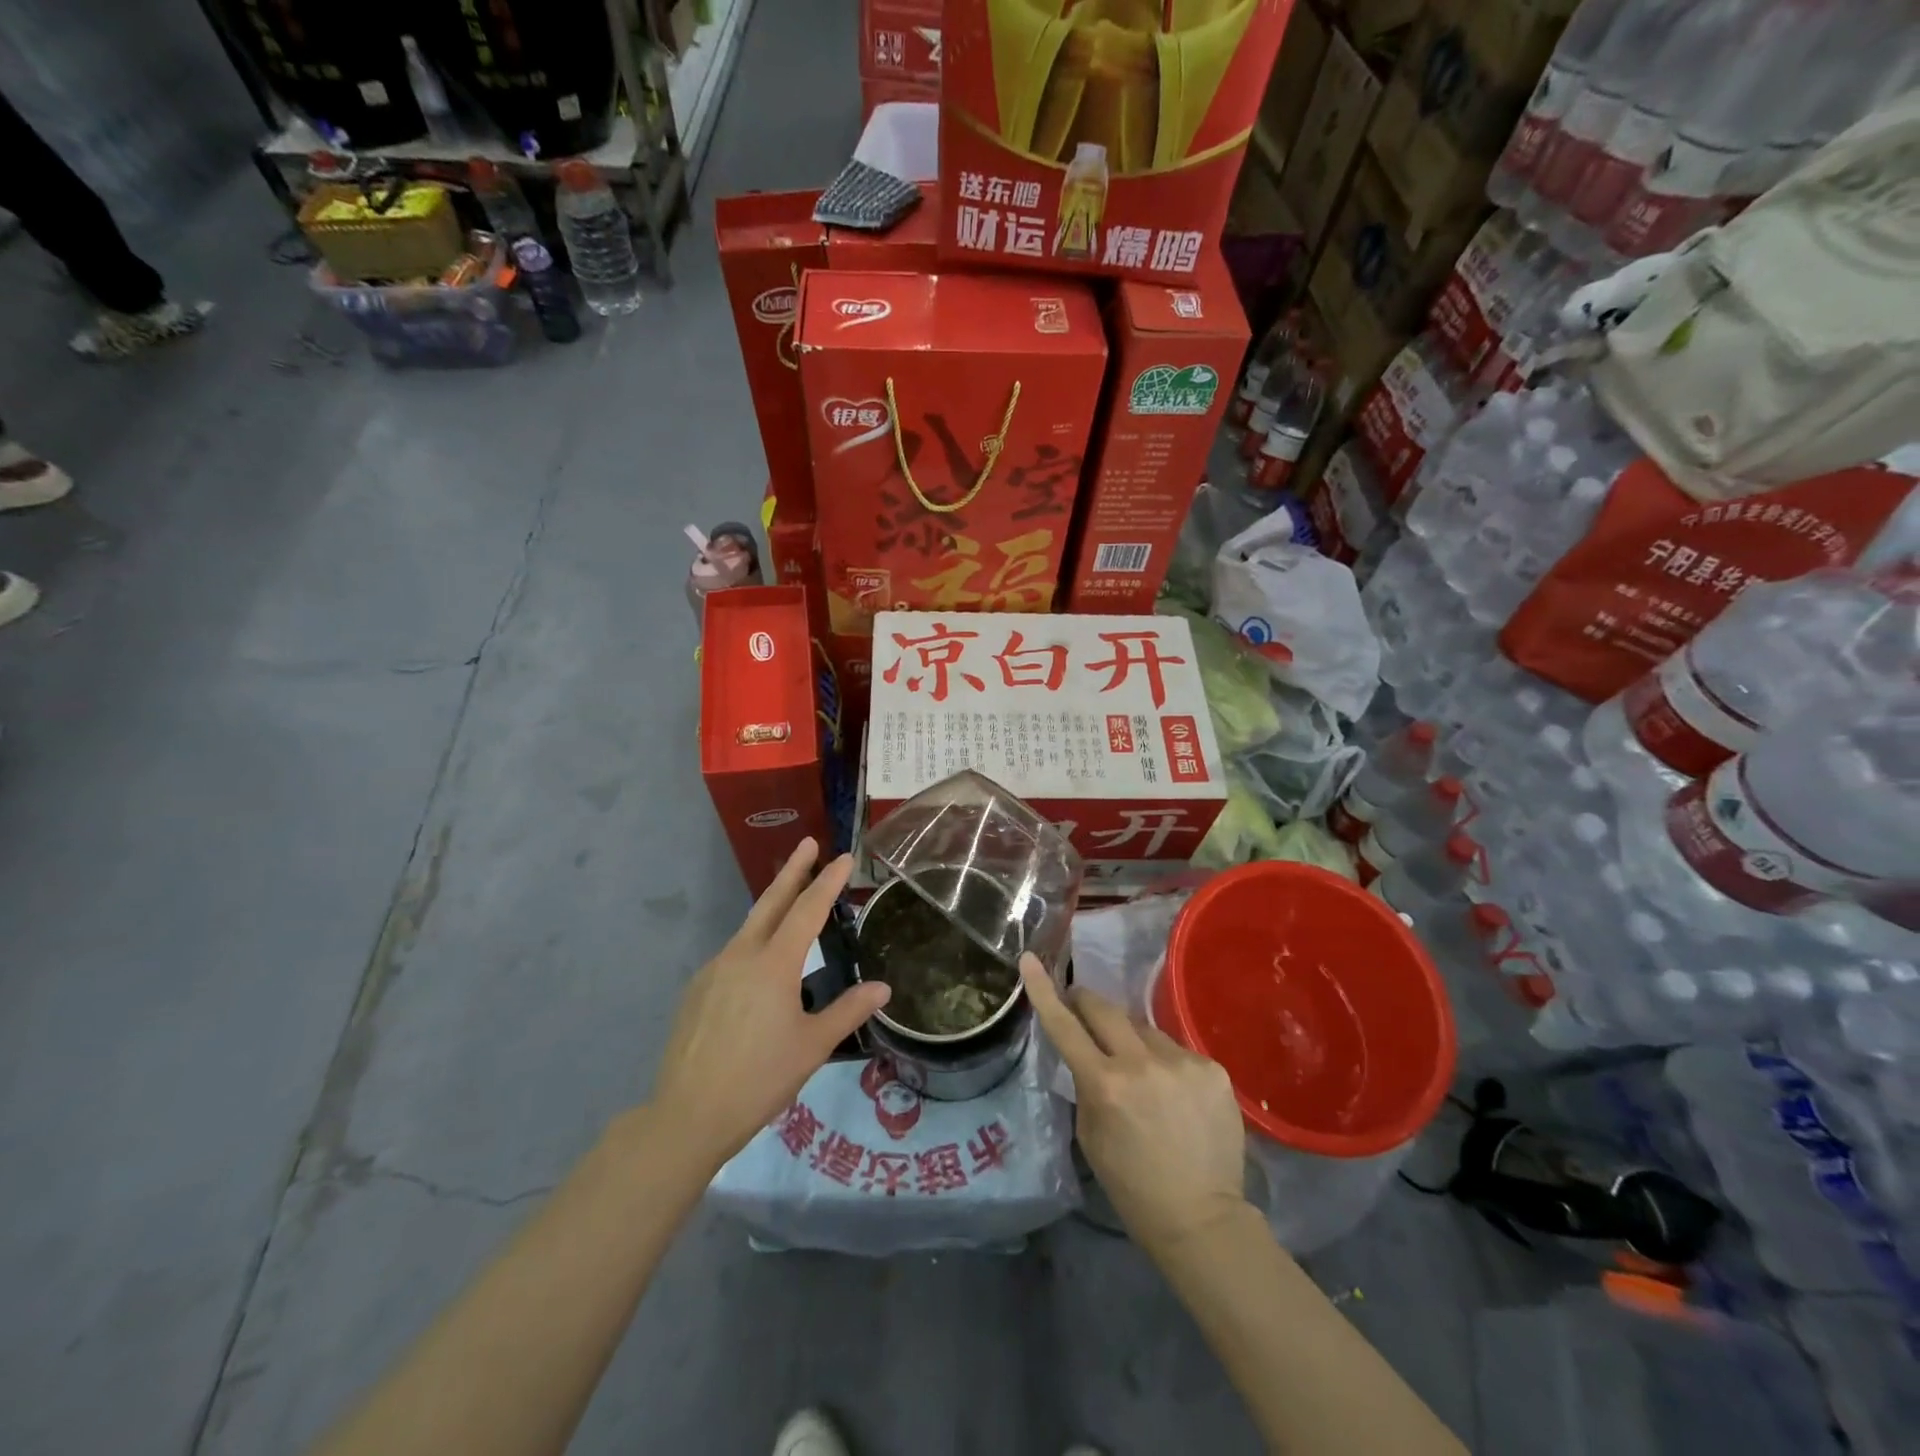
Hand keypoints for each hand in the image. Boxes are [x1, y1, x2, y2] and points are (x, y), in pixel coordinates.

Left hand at [651, 840, 888, 1169]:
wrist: (687, 1115)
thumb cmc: (759, 1079)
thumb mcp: (813, 1046)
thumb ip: (849, 1011)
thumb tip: (883, 988)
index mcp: (774, 964)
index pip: (807, 910)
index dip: (828, 882)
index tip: (842, 857)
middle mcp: (741, 955)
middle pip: (771, 902)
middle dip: (793, 870)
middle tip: (809, 843)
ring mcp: (714, 970)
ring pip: (750, 927)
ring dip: (773, 906)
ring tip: (791, 901)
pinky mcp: (697, 990)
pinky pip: (733, 954)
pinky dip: (754, 943)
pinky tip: (761, 966)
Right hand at [1021, 956, 1248, 1255]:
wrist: (1202, 1219)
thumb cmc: (1132, 1184)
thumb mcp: (1091, 1134)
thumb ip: (1086, 1084)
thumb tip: (1087, 1050)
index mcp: (1106, 1085)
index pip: (1065, 1026)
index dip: (1044, 990)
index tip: (1030, 959)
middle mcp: (1143, 1064)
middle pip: (1106, 1009)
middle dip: (1086, 1001)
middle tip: (1079, 1004)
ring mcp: (1183, 1063)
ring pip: (1145, 1031)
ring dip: (1134, 1042)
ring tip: (1143, 1077)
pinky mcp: (1213, 1069)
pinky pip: (1177, 1051)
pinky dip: (1168, 1064)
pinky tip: (1176, 1095)